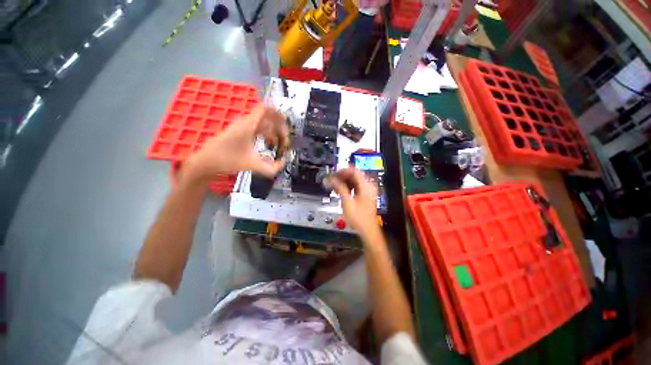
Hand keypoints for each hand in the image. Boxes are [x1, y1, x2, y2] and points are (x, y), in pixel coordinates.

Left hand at [181, 105, 288, 184]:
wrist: (204, 163)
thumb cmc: (226, 160)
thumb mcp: (252, 165)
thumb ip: (271, 168)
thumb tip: (283, 164)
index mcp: (248, 125)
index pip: (265, 109)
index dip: (277, 113)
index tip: (286, 124)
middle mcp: (245, 123)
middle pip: (267, 118)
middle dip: (279, 128)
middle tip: (285, 141)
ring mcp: (241, 128)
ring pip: (262, 124)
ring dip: (272, 133)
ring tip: (279, 145)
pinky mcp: (238, 133)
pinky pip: (256, 129)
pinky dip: (265, 135)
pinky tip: (268, 145)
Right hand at [327, 168, 378, 235]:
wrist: (367, 230)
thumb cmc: (358, 217)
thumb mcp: (347, 202)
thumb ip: (340, 188)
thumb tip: (330, 179)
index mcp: (366, 186)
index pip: (354, 171)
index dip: (343, 171)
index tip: (333, 174)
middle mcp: (368, 186)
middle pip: (354, 175)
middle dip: (342, 177)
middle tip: (331, 180)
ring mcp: (367, 190)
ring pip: (354, 181)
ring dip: (343, 182)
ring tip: (333, 185)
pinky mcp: (365, 195)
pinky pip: (355, 186)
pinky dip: (347, 187)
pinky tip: (339, 190)